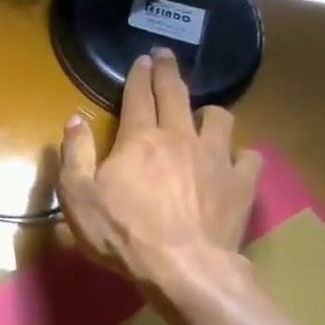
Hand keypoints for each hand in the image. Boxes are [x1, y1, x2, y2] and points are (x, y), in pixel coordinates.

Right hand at [57, 48, 261, 291]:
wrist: (184, 268)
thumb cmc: (121, 231)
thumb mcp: (78, 194)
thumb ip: (75, 153)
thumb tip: (75, 120)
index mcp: (140, 139)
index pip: (139, 96)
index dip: (138, 75)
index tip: (141, 59)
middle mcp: (181, 138)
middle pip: (176, 94)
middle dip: (169, 71)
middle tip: (165, 56)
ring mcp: (216, 159)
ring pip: (219, 118)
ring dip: (208, 112)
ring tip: (201, 115)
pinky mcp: (241, 184)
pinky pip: (249, 156)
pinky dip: (239, 153)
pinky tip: (232, 160)